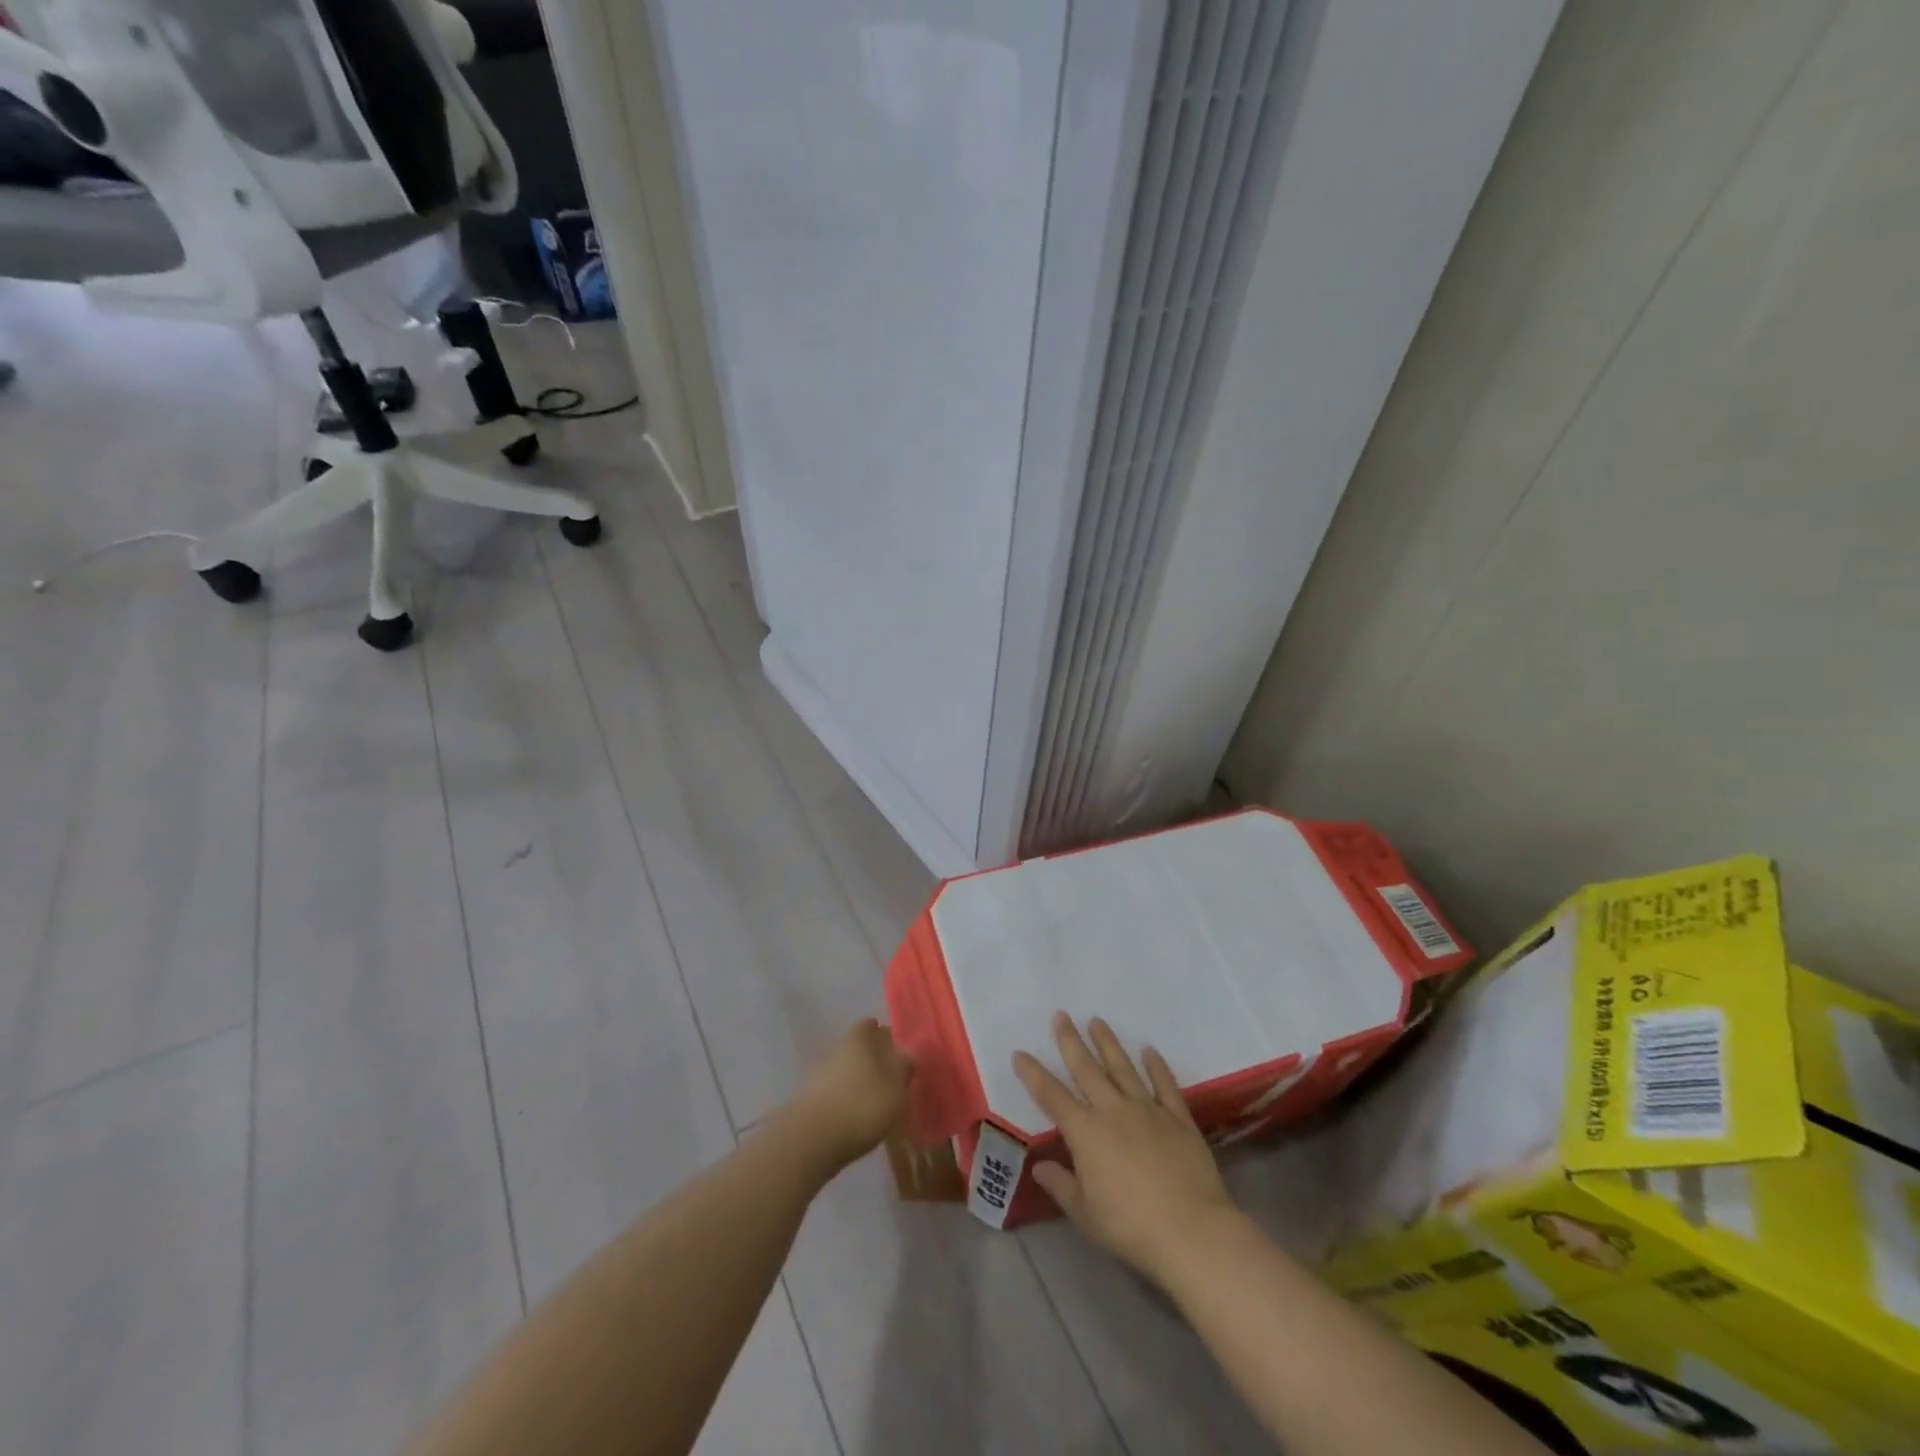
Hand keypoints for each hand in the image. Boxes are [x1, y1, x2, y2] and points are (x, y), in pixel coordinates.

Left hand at [787, 1019, 913, 1173]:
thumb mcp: (895, 1088)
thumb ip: (904, 1067)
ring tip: (877, 1100)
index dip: (884, 1035)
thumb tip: (908, 1052)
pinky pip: (835, 1092)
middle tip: (891, 1076)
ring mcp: (820, 1074)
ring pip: (846, 1069)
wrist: (810, 1141)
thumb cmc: (862, 1106)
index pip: (871, 1025)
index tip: (896, 1049)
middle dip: (872, 1058)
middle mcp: (838, 1048)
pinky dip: (846, 1099)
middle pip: (858, 1047)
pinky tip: (857, 1117)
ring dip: (859, 1080)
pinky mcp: (810, 1099)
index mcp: (859, 1038)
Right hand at [1014, 1013, 1236, 1284]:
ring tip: (1097, 1021)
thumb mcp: (1086, 1214)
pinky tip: (1149, 1050)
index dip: (1033, 1074)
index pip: (1052, 1096)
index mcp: (1086, 1132)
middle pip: (1087, 1069)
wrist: (1192, 1231)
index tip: (1020, 1053)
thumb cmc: (1131, 1227)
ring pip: (1123, 1068)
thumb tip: (1040, 1166)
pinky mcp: (1178, 1118)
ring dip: (1108, 1043)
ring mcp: (1148, 1110)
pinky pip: (1164, 1084)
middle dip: (1071, 1041)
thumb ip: (1061, 1185)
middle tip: (1061, 1015)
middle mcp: (1113, 1111)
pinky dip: (1157, 1066)